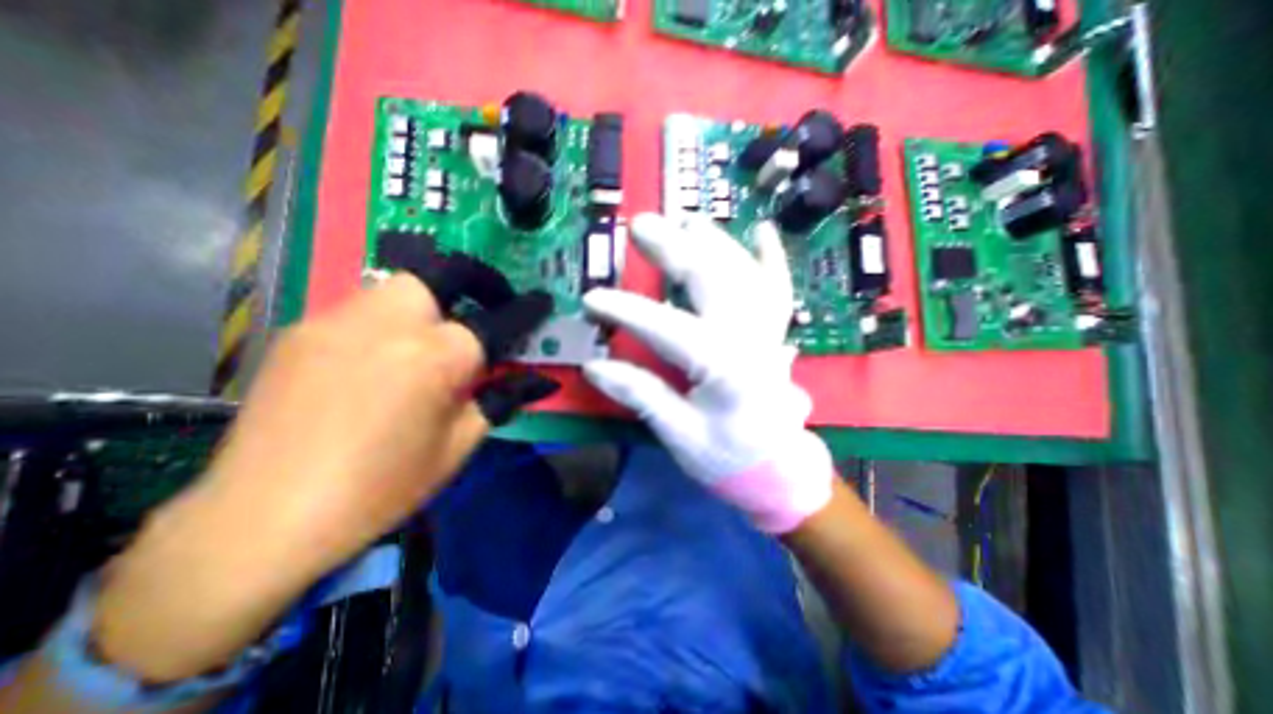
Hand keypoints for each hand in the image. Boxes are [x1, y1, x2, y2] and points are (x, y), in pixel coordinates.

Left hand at [92, 270, 557, 681]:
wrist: (264, 517)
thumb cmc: (383, 485)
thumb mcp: (459, 445)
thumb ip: (498, 400)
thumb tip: (533, 380)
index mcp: (437, 357)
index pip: (497, 320)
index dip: (523, 310)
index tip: (538, 302)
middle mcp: (391, 324)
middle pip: (439, 278)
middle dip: (465, 291)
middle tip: (468, 324)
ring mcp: (339, 322)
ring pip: (397, 289)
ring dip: (422, 308)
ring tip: (420, 348)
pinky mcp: (302, 332)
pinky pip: (359, 311)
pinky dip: (383, 325)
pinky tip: (374, 363)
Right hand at [584, 211, 835, 534]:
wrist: (777, 469)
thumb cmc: (728, 457)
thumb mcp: (680, 436)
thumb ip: (642, 396)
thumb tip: (594, 367)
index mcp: (725, 370)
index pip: (668, 329)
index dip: (627, 311)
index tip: (591, 299)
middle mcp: (750, 340)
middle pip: (712, 282)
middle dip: (673, 251)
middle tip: (641, 227)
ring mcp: (768, 332)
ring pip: (744, 274)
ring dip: (713, 243)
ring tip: (684, 221)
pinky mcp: (774, 333)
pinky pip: (778, 288)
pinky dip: (772, 258)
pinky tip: (764, 230)